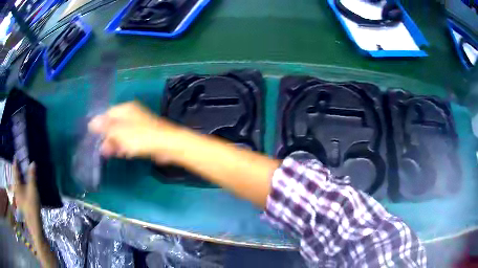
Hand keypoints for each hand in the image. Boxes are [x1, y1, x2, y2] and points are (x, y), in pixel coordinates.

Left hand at [12, 161, 42, 239]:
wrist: (35, 227)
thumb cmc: (32, 207)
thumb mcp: (33, 190)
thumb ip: (32, 176)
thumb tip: (33, 162)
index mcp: (16, 184)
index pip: (15, 169)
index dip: (15, 161)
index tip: (16, 155)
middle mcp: (16, 189)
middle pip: (15, 177)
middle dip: (17, 170)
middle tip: (21, 163)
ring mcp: (18, 198)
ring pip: (18, 184)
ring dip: (21, 178)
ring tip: (24, 174)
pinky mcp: (22, 204)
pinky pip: (21, 190)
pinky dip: (23, 186)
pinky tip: (26, 187)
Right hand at [88, 102, 188, 163]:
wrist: (166, 145)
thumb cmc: (141, 137)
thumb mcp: (120, 132)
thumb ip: (105, 128)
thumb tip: (91, 123)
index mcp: (125, 110)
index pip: (107, 114)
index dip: (99, 125)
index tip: (93, 136)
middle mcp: (131, 116)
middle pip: (113, 125)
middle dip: (106, 137)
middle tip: (101, 149)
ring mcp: (137, 126)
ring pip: (121, 134)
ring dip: (114, 143)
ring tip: (108, 153)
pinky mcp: (143, 137)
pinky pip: (129, 141)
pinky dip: (124, 146)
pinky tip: (121, 153)